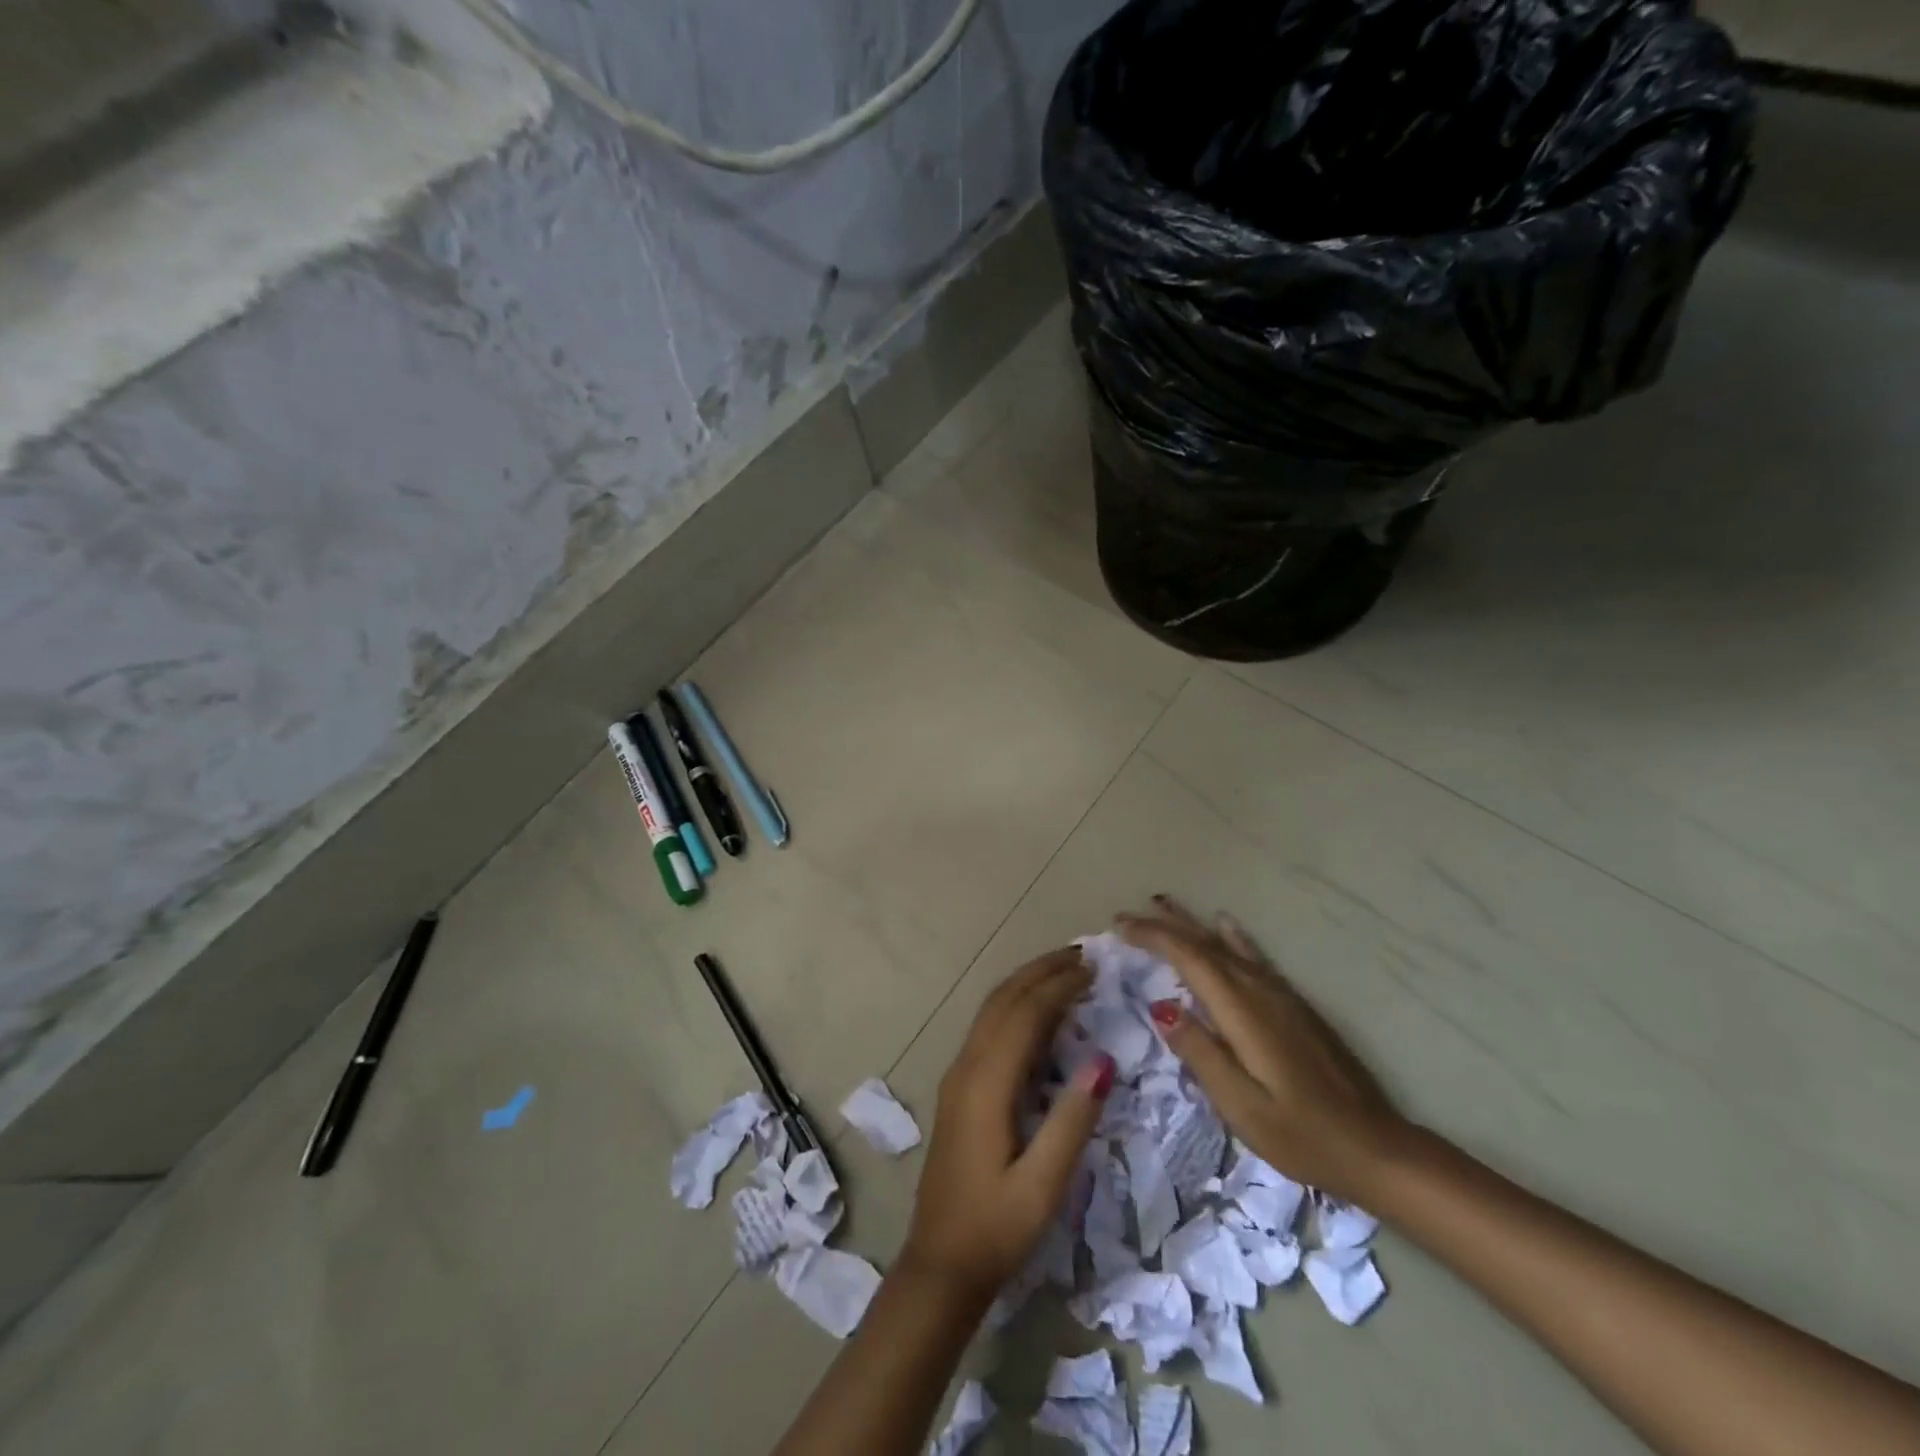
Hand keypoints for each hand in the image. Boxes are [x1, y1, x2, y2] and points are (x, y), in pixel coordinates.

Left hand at [900, 947, 1114, 1303]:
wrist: (940, 1263)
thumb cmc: (996, 1228)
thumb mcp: (1043, 1185)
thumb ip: (1072, 1121)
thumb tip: (1103, 1059)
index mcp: (985, 1084)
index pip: (1024, 1015)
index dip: (1058, 986)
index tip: (1093, 968)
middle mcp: (967, 1067)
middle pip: (1003, 1000)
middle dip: (1040, 971)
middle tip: (1082, 955)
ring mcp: (958, 1075)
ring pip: (991, 1010)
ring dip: (1026, 984)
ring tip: (1064, 971)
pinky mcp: (959, 1088)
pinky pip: (988, 1029)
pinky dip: (1015, 1007)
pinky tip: (1039, 1014)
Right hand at [1119, 896, 1408, 1203]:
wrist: (1374, 1146)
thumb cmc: (1301, 1133)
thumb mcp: (1241, 1105)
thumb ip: (1201, 1053)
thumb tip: (1161, 1008)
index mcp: (1242, 1011)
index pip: (1189, 957)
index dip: (1152, 936)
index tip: (1119, 926)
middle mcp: (1260, 990)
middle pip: (1206, 944)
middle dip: (1165, 925)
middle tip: (1128, 914)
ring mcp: (1280, 994)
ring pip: (1227, 945)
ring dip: (1192, 924)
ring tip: (1164, 905)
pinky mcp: (1294, 1004)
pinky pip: (1252, 956)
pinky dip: (1230, 936)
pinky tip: (1225, 925)